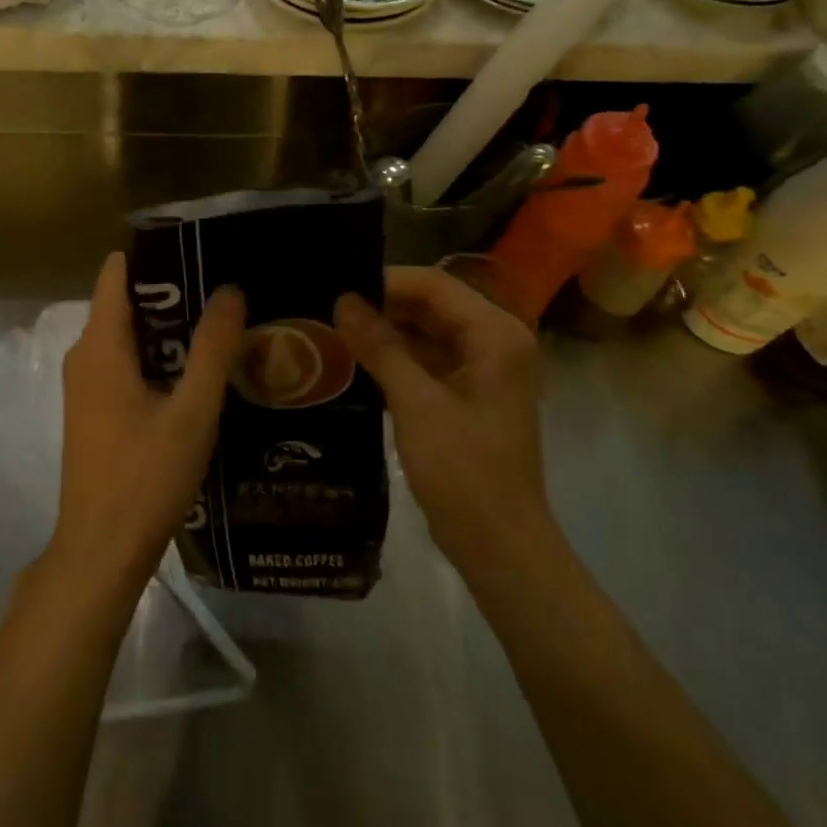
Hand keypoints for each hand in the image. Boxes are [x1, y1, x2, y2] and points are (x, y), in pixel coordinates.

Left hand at [49, 252, 245, 599]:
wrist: (100, 551)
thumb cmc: (145, 476)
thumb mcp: (192, 410)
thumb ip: (212, 348)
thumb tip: (230, 289)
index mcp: (100, 345)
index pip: (117, 272)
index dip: (156, 256)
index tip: (201, 250)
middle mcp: (84, 355)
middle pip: (125, 302)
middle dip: (172, 293)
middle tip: (225, 290)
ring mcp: (84, 385)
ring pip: (126, 336)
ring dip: (168, 328)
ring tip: (220, 325)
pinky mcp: (93, 410)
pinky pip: (123, 363)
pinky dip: (156, 357)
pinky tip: (195, 372)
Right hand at [335, 266, 548, 573]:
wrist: (499, 545)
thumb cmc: (464, 471)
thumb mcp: (416, 404)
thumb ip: (380, 346)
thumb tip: (343, 300)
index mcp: (496, 334)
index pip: (435, 284)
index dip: (385, 281)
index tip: (337, 288)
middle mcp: (495, 341)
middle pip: (432, 304)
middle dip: (382, 305)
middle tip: (328, 307)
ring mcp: (483, 369)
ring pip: (427, 331)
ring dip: (386, 331)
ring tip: (333, 328)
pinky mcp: (468, 393)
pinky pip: (428, 359)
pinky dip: (396, 357)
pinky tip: (355, 359)